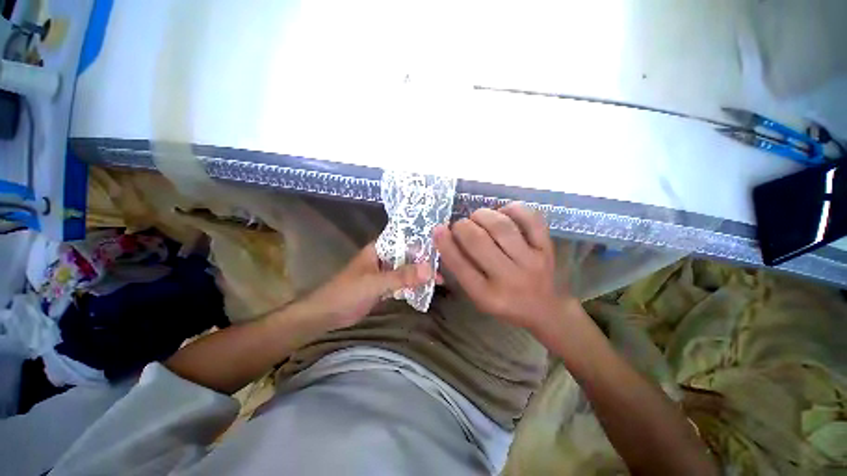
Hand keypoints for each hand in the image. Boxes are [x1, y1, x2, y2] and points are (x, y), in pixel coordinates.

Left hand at [299, 243, 433, 328]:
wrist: (327, 314)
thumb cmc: (347, 292)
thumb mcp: (375, 283)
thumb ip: (401, 276)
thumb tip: (429, 270)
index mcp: (379, 249)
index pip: (403, 239)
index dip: (421, 241)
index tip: (440, 245)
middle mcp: (383, 257)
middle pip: (407, 255)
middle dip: (424, 260)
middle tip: (445, 265)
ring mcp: (384, 272)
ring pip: (406, 269)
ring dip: (420, 274)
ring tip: (441, 278)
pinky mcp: (384, 286)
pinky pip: (402, 282)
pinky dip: (413, 285)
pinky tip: (426, 288)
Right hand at [433, 202, 572, 335]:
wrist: (545, 310)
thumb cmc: (504, 303)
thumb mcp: (478, 296)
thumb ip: (462, 269)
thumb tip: (445, 236)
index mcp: (488, 296)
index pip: (460, 265)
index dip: (445, 243)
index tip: (438, 229)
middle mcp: (510, 279)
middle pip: (479, 241)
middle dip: (463, 226)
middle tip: (460, 225)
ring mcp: (532, 261)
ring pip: (502, 226)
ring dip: (483, 215)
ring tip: (478, 217)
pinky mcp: (547, 248)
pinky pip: (531, 218)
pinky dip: (513, 209)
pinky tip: (503, 212)